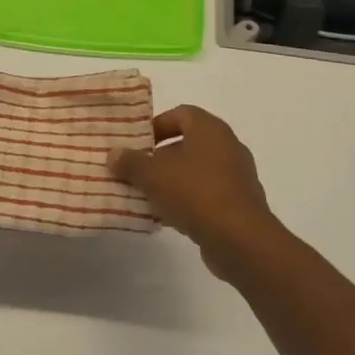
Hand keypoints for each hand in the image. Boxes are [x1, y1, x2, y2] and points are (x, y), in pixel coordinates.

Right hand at [109, 105, 286, 277]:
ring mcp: (237, 177)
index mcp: (210, 129)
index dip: (157, 125)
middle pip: (188, 144)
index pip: (181, 114)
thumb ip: (131, 162)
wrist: (240, 240)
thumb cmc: (195, 193)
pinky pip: (207, 195)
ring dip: (172, 181)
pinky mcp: (240, 205)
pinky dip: (187, 201)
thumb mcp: (153, 175)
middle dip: (160, 157)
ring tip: (147, 196)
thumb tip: (114, 154)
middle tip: (137, 171)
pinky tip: (167, 217)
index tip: (137, 143)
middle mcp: (228, 147)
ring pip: (196, 172)